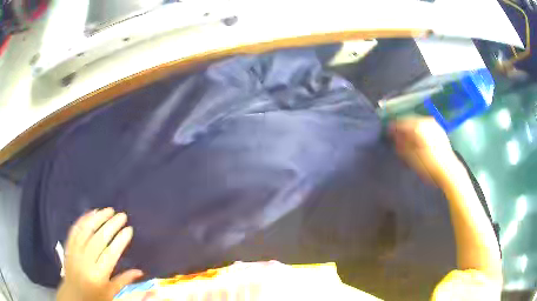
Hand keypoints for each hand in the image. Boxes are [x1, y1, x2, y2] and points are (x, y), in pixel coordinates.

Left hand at [56, 208, 142, 300]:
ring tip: (109, 210)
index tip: (129, 229)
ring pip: (85, 231)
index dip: (120, 240)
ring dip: (97, 218)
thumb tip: (140, 271)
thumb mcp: (111, 293)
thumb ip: (124, 281)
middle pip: (98, 239)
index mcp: (98, 276)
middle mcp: (85, 262)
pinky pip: (75, 230)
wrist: (73, 296)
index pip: (110, 254)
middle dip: (111, 225)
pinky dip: (83, 220)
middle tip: (122, 216)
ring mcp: (74, 252)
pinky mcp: (68, 247)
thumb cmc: (95, 297)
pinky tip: (91, 213)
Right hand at [389, 117, 460, 185]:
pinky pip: (426, 126)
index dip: (393, 128)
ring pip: (418, 123)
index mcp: (417, 126)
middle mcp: (426, 121)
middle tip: (397, 137)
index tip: (387, 133)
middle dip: (403, 128)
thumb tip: (395, 137)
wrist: (448, 170)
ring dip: (412, 129)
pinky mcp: (439, 130)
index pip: (401, 123)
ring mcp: (434, 125)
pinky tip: (419, 139)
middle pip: (410, 121)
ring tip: (408, 139)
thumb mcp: (411, 157)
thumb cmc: (428, 165)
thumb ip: (401, 144)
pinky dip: (420, 131)